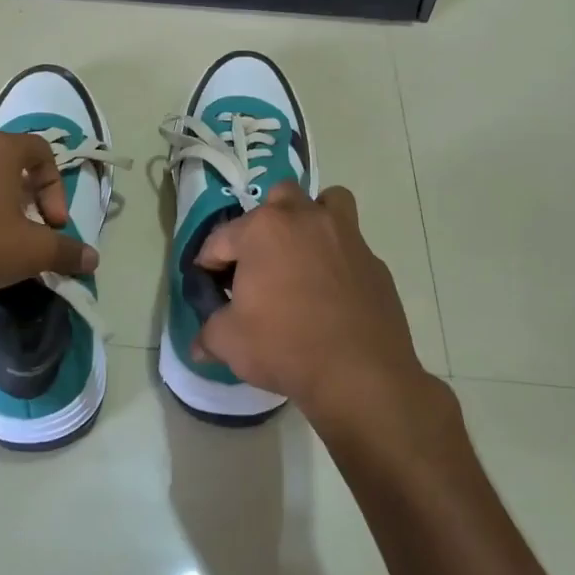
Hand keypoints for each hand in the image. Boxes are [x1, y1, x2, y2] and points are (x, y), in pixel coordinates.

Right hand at [194, 183, 430, 427]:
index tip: (209, 286)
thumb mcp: (230, 342)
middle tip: (258, 263)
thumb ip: (209, 334)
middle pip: (279, 199)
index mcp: (263, 230)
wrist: (361, 374)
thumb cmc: (285, 346)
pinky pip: (351, 246)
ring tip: (301, 254)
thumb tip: (199, 346)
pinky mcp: (375, 262)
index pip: (221, 238)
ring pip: (327, 203)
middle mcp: (305, 219)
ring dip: (311, 219)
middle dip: (263, 224)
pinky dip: (337, 259)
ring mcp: (346, 237)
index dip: (208, 264)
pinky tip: (330, 292)